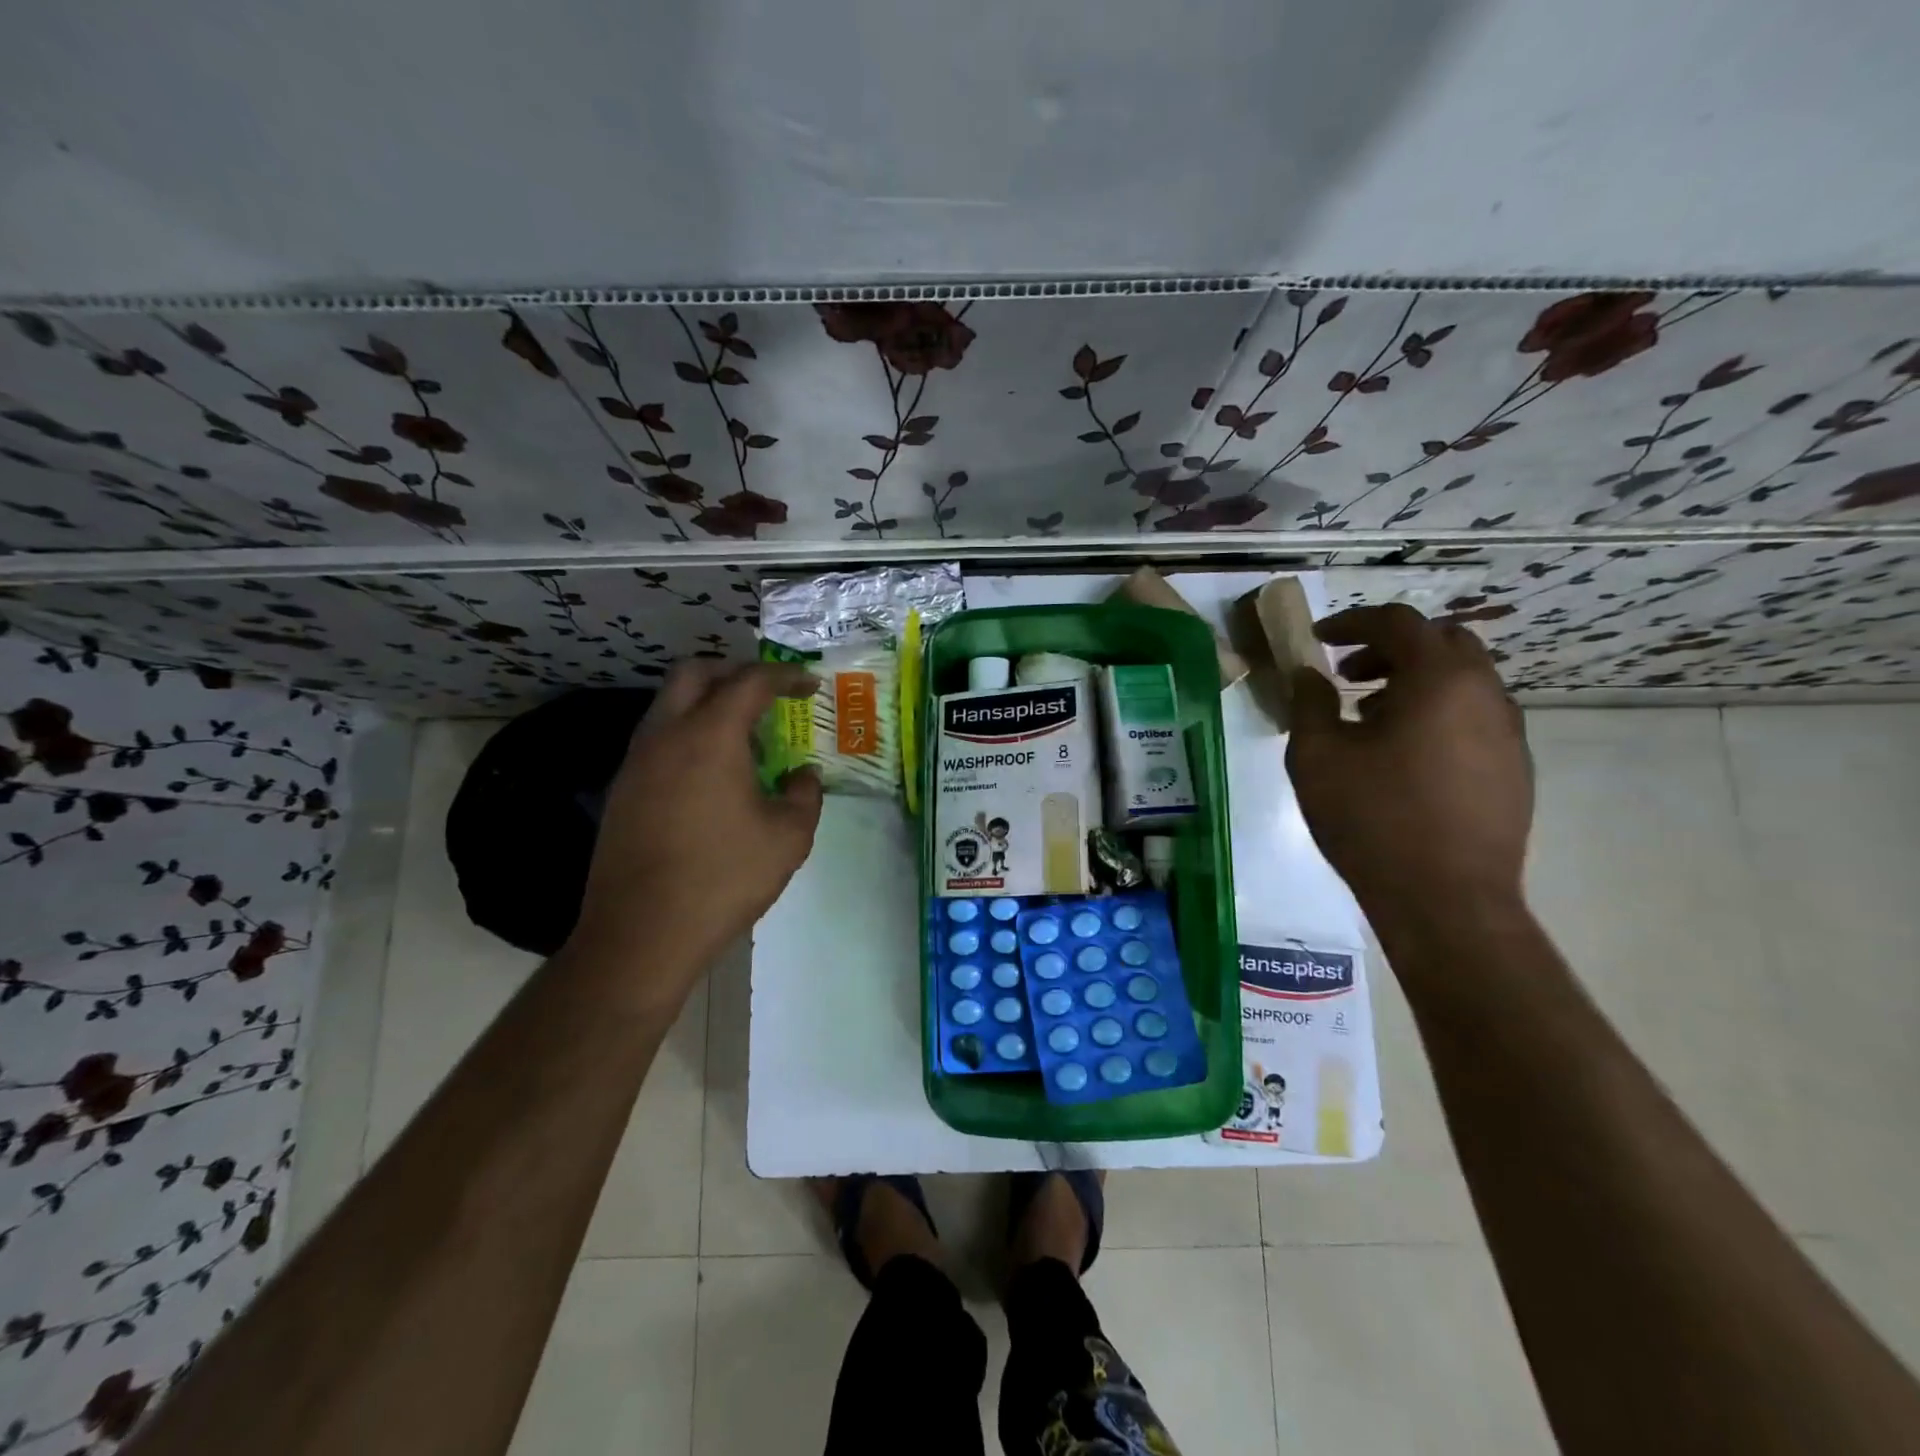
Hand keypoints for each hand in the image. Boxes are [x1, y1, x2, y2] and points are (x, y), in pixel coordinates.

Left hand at [568, 661, 823, 1000]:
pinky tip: (712, 776)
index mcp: (710, 736)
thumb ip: (804, 795)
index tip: (809, 684)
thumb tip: (802, 776)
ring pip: (669, 704)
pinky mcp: (622, 789)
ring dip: (708, 703)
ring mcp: (636, 761)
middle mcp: (666, 735)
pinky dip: (688, 734)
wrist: (641, 933)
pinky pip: (658, 738)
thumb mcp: (788, 838)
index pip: (750, 681)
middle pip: (694, 673)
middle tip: (767, 694)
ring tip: (745, 740)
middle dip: (734, 671)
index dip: (785, 676)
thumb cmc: (723, 878)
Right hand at [1285, 604, 1532, 914]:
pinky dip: (1437, 711)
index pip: (1398, 622)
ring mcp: (1508, 731)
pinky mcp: (1514, 767)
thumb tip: (1309, 675)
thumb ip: (1310, 704)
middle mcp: (1485, 693)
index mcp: (1439, 680)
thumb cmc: (1372, 819)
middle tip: (1348, 673)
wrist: (1446, 900)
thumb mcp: (1317, 757)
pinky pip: (1474, 715)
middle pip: (1442, 642)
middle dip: (1390, 647)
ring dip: (1415, 680)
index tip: (1318, 640)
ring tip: (1370, 715)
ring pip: (1463, 679)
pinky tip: (1403, 753)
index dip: (1352, 622)